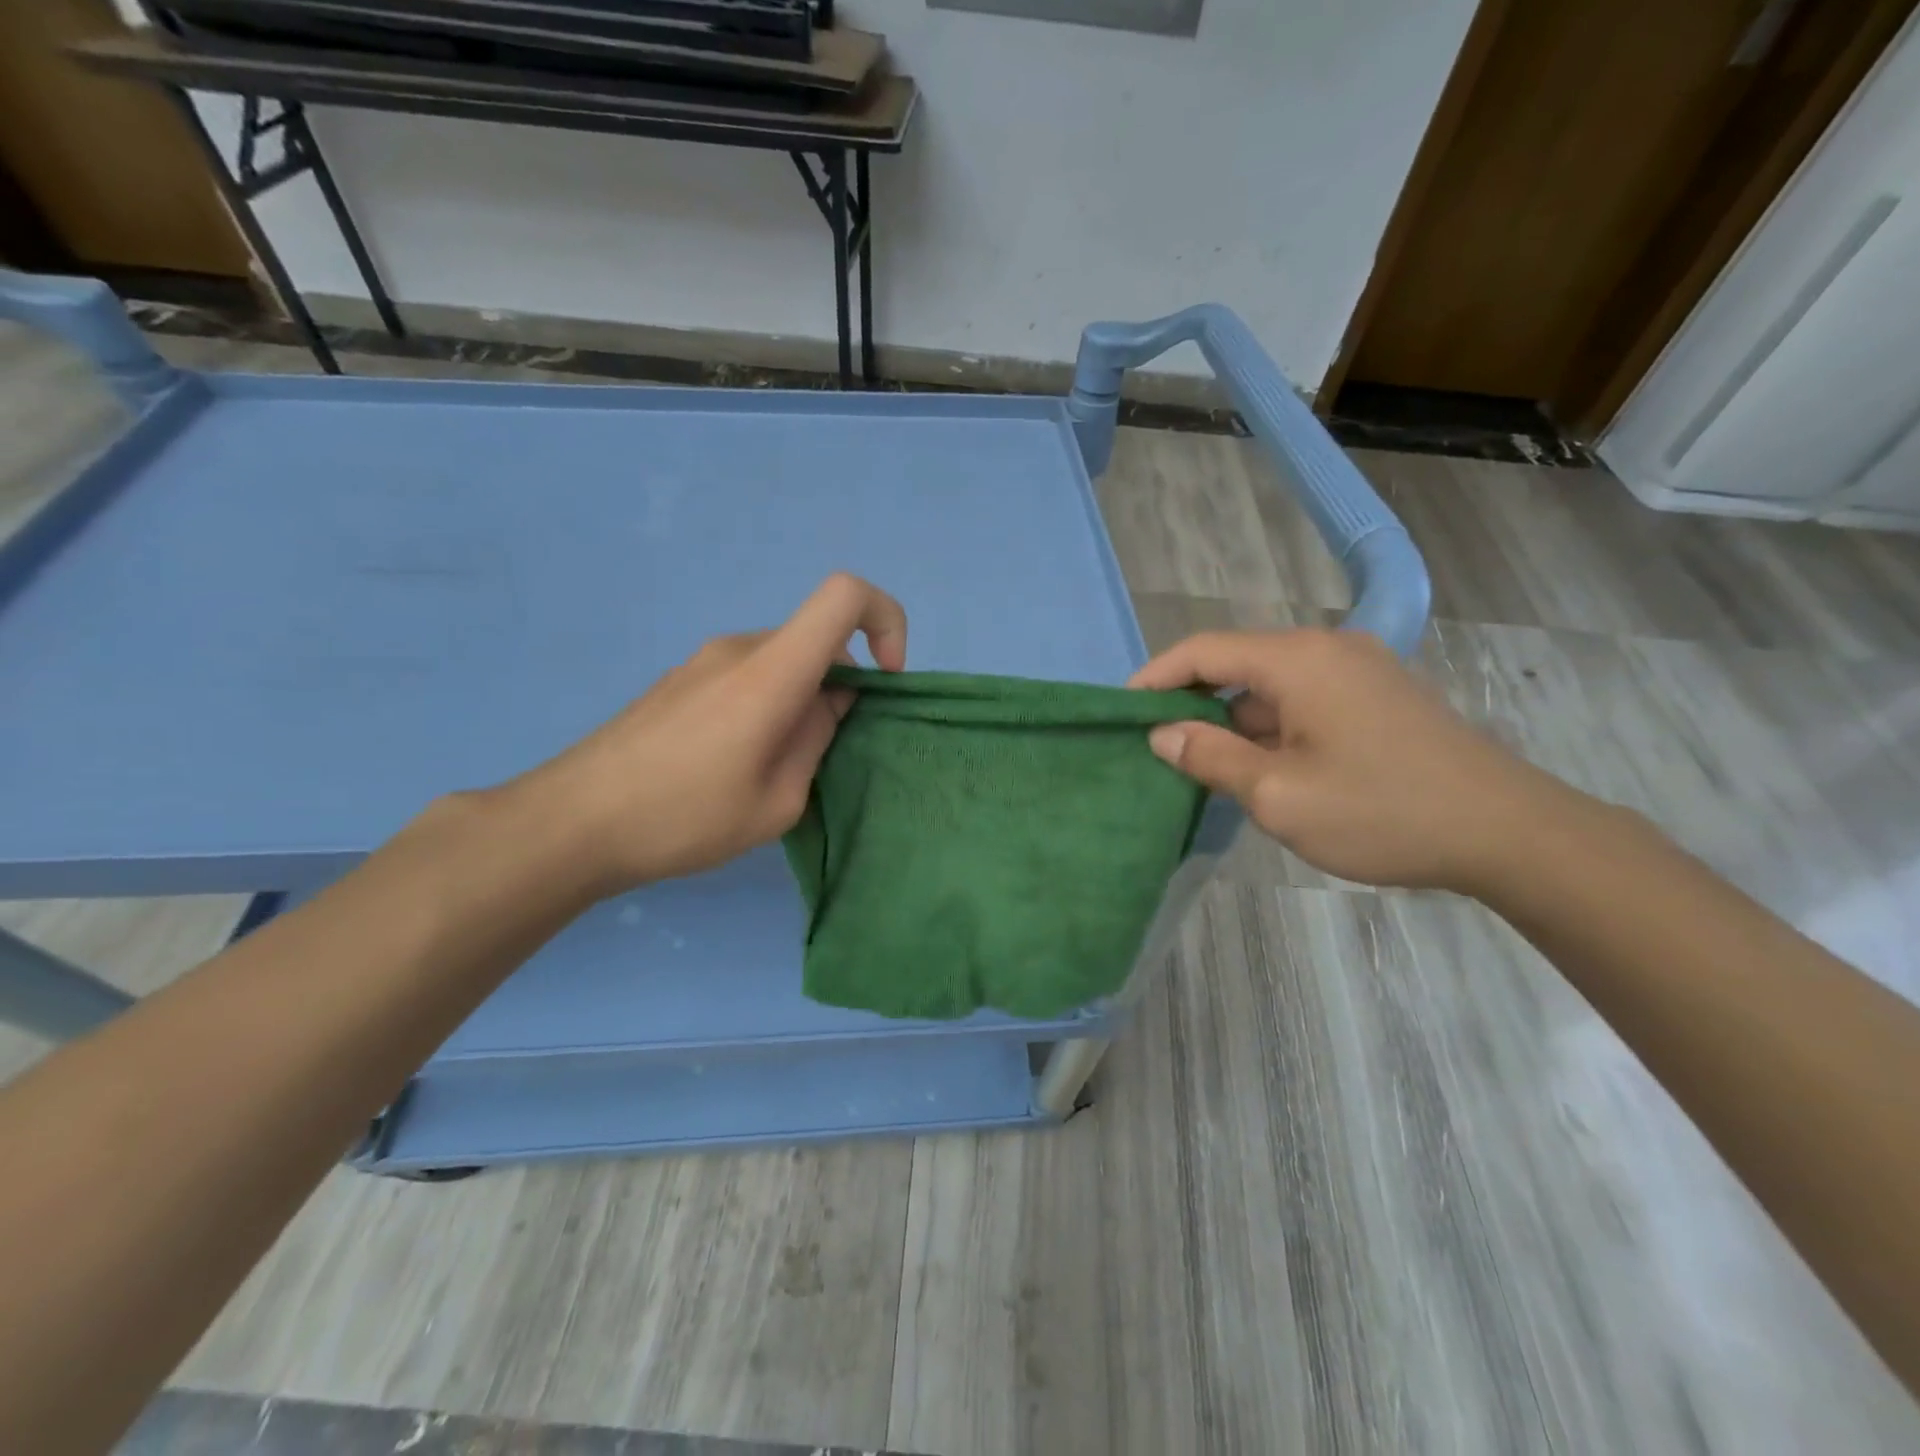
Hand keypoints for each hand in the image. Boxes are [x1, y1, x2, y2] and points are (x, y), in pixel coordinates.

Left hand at [508, 573, 906, 894]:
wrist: (570, 823)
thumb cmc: (682, 819)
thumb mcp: (776, 802)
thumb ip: (816, 740)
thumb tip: (830, 703)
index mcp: (770, 672)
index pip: (844, 596)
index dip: (885, 621)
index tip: (885, 681)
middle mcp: (739, 649)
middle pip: (816, 639)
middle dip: (840, 687)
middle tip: (820, 755)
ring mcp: (703, 660)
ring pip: (782, 661)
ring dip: (800, 700)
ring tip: (772, 767)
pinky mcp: (680, 680)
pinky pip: (747, 674)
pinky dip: (767, 702)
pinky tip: (732, 761)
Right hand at [1130, 628, 1567, 892]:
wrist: (1507, 832)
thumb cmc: (1381, 811)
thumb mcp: (1279, 795)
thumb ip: (1212, 757)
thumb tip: (1163, 734)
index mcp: (1298, 660)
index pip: (1203, 651)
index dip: (1155, 677)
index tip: (1122, 711)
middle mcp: (1326, 649)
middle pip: (1236, 663)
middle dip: (1191, 701)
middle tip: (1156, 745)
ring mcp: (1358, 670)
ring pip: (1269, 685)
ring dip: (1232, 719)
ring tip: (1201, 765)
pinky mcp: (1377, 695)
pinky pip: (1302, 699)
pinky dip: (1269, 726)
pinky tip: (1259, 767)